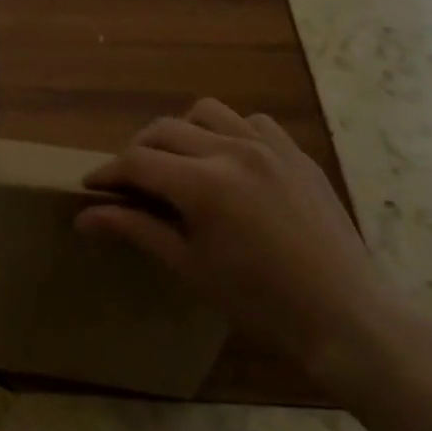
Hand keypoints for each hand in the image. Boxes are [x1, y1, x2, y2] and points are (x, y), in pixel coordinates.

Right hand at [77, 100, 418, 393]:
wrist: (347, 318)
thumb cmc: (261, 304)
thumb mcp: (190, 267)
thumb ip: (136, 230)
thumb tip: (83, 217)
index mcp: (202, 184)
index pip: (137, 161)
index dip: (108, 172)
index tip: (91, 186)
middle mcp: (231, 150)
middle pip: (164, 129)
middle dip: (138, 151)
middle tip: (130, 180)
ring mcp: (268, 146)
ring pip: (206, 111)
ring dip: (182, 131)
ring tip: (179, 162)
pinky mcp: (295, 153)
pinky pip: (252, 122)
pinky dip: (230, 132)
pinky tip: (230, 161)